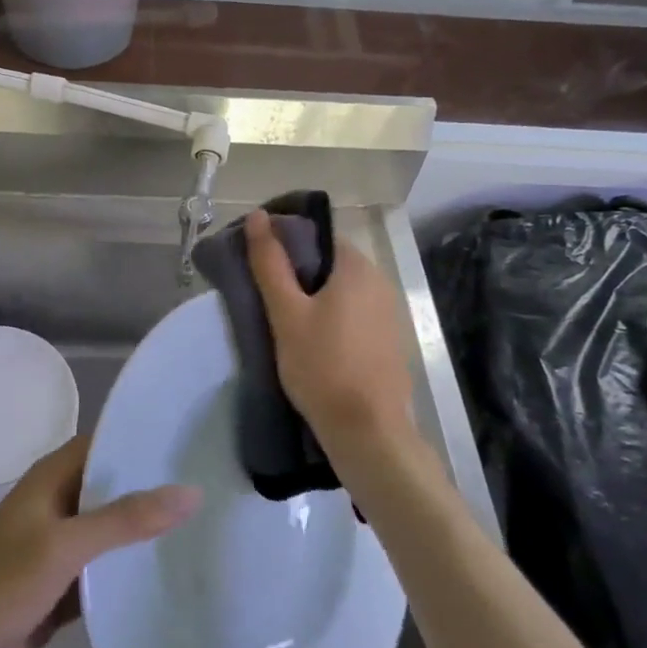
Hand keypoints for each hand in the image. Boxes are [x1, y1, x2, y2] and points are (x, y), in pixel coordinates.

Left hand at [0, 435, 198, 647]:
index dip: (143, 438)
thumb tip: (191, 492)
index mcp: (51, 479)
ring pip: (111, 532)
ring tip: (205, 526)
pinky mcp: (62, 589)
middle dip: (153, 488)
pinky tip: (170, 574)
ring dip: (144, 532)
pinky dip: (129, 572)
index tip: (192, 440)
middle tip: (212, 485)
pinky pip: (105, 573)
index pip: (105, 443)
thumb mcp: (64, 545)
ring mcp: (59, 549)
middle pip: (112, 488)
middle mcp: (57, 506)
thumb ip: (125, 520)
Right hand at [244, 209, 416, 459]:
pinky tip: (314, 342)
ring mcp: (389, 312)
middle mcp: (380, 281)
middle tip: (266, 297)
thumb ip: (270, 264)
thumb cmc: (321, 366)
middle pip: (330, 263)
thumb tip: (257, 217)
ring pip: (342, 291)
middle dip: (298, 273)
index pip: (317, 236)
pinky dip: (333, 318)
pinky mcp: (389, 339)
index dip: (285, 244)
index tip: (259, 265)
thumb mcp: (286, 314)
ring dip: (315, 298)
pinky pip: (355, 314)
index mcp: (357, 266)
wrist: (367, 430)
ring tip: (284, 321)